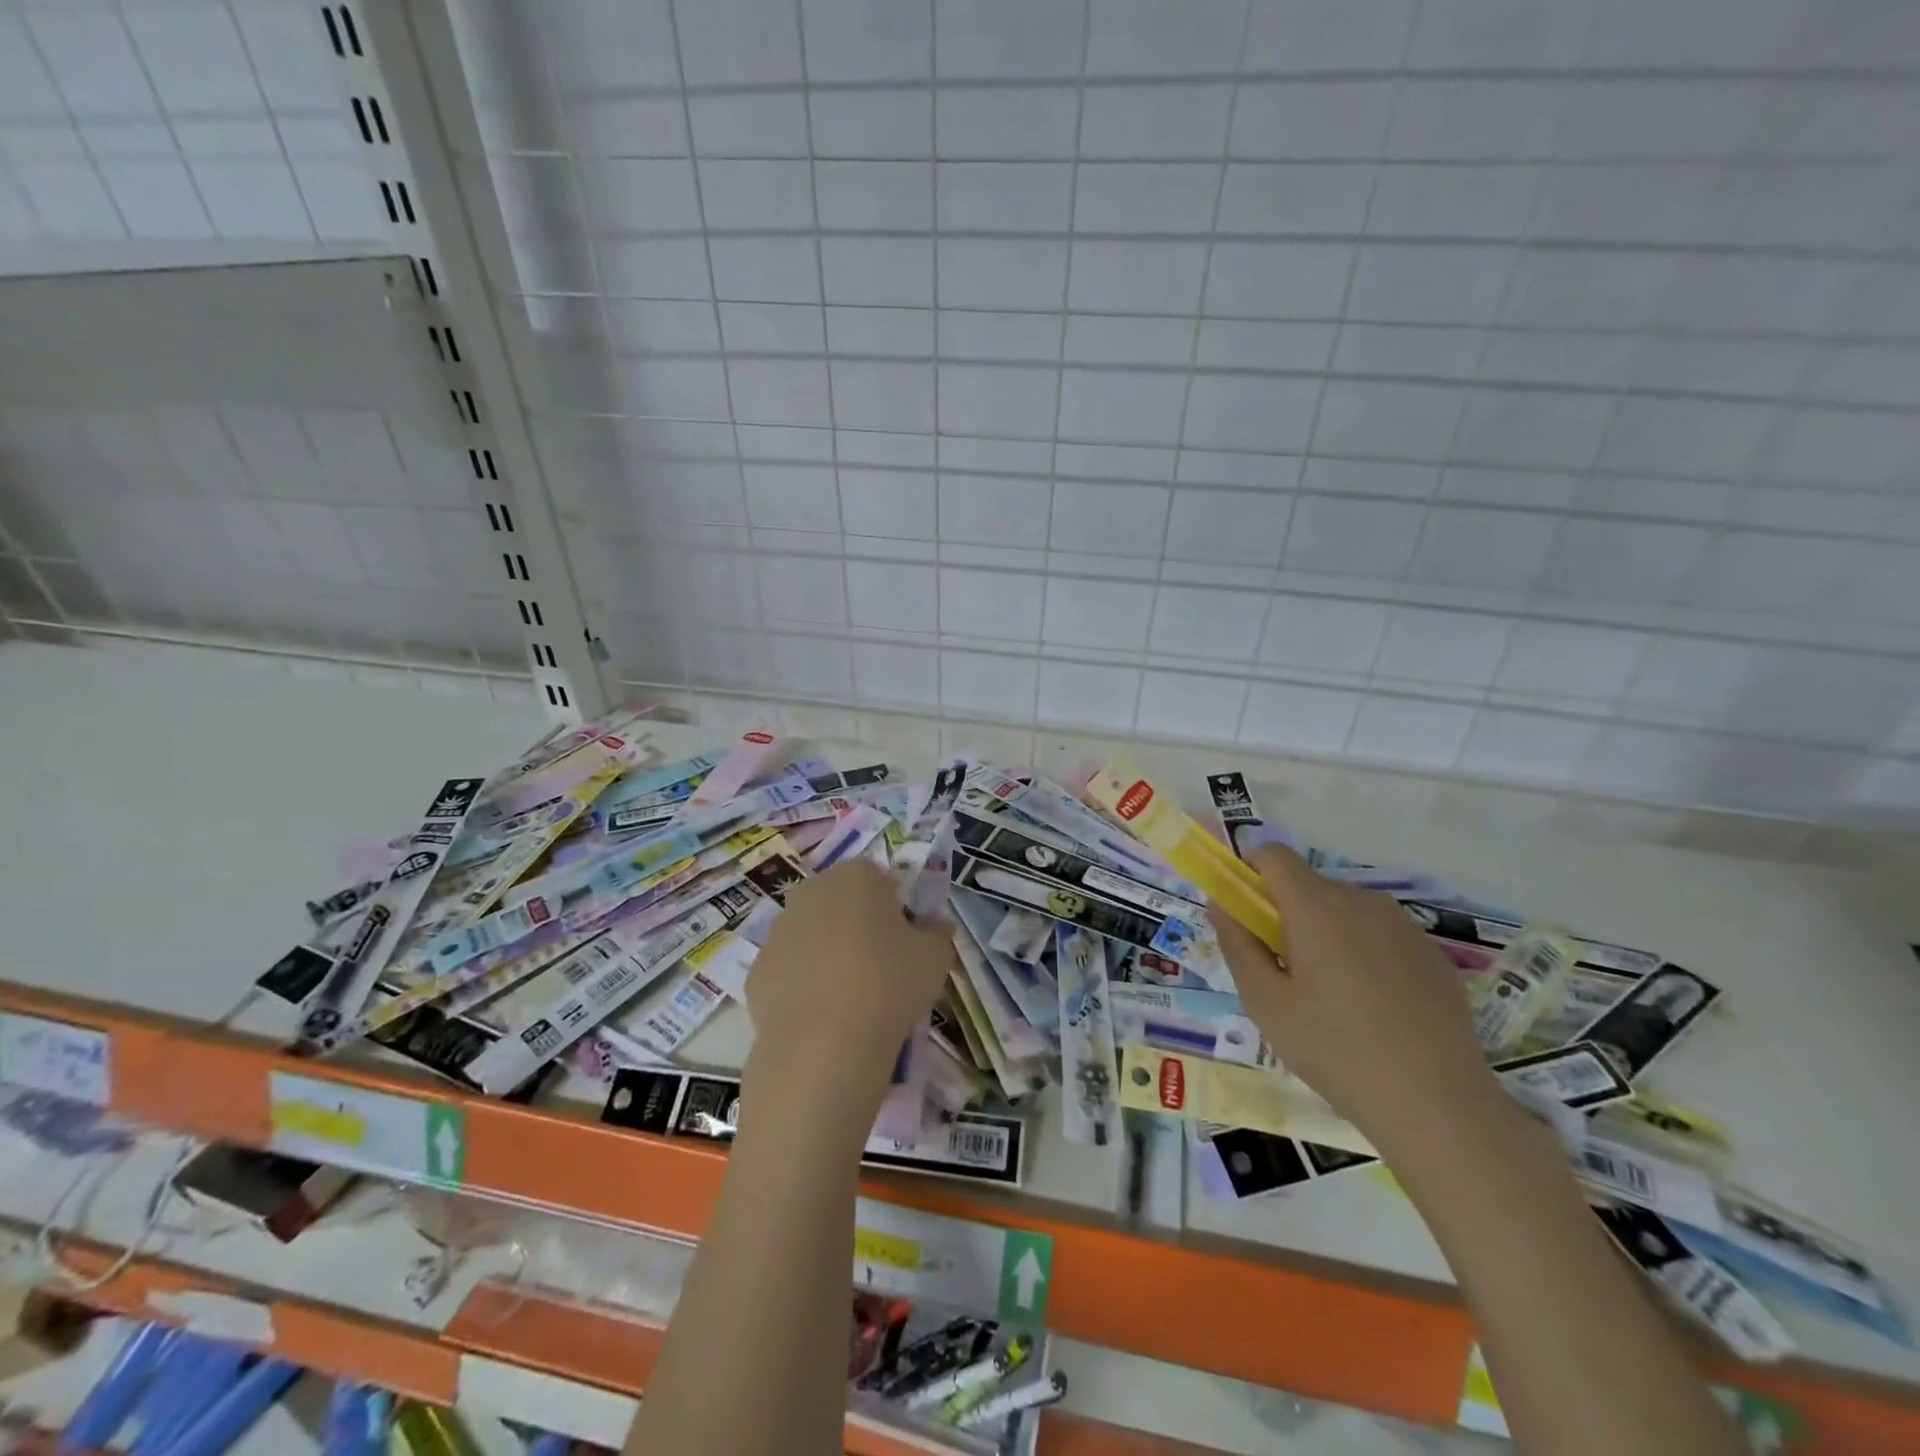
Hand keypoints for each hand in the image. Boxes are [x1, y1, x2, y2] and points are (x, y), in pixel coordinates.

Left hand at [743, 860, 953, 1100]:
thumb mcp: (936, 957)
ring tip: (851, 996)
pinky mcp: (758, 969)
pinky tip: (821, 1014)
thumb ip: (938, 932)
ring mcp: (778, 930)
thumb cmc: (888, 985)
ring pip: (812, 933)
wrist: (823, 1046)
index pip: (880, 878)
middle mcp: (811, 891)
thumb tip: (935, 926)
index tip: (906, 939)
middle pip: (841, 901)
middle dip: (858, 924)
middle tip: (881, 965)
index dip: (895, 907)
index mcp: (856, 877)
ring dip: (829, 951)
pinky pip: (790, 968)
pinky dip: (804, 983)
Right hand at [1209, 844, 1499, 1153]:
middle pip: (1308, 884)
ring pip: (1345, 909)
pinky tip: (1373, 1009)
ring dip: (1325, 933)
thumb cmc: (1334, 1049)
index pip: (1272, 854)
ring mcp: (1403, 925)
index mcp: (1316, 906)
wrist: (1437, 1105)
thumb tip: (1221, 903)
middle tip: (1283, 971)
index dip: (1250, 873)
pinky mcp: (1432, 953)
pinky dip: (1363, 953)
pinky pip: (1380, 935)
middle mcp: (1361, 900)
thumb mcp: (1265, 1002)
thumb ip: (1237, 943)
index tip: (1246, 915)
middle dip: (1286, 913)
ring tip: (1330, 996)